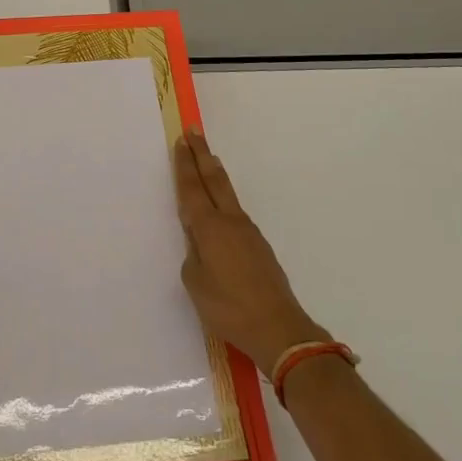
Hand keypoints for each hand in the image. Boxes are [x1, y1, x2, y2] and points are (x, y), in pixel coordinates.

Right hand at [174, 130, 325, 370]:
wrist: (279, 329)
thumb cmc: (230, 308)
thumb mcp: (196, 285)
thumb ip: (193, 258)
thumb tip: (198, 246)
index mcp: (210, 228)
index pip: (192, 188)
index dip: (185, 165)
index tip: (181, 141)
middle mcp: (230, 222)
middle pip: (214, 180)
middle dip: (202, 155)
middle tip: (195, 131)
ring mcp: (248, 233)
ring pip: (228, 195)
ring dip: (215, 174)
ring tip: (209, 160)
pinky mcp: (259, 247)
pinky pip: (235, 213)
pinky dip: (224, 199)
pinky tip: (221, 210)